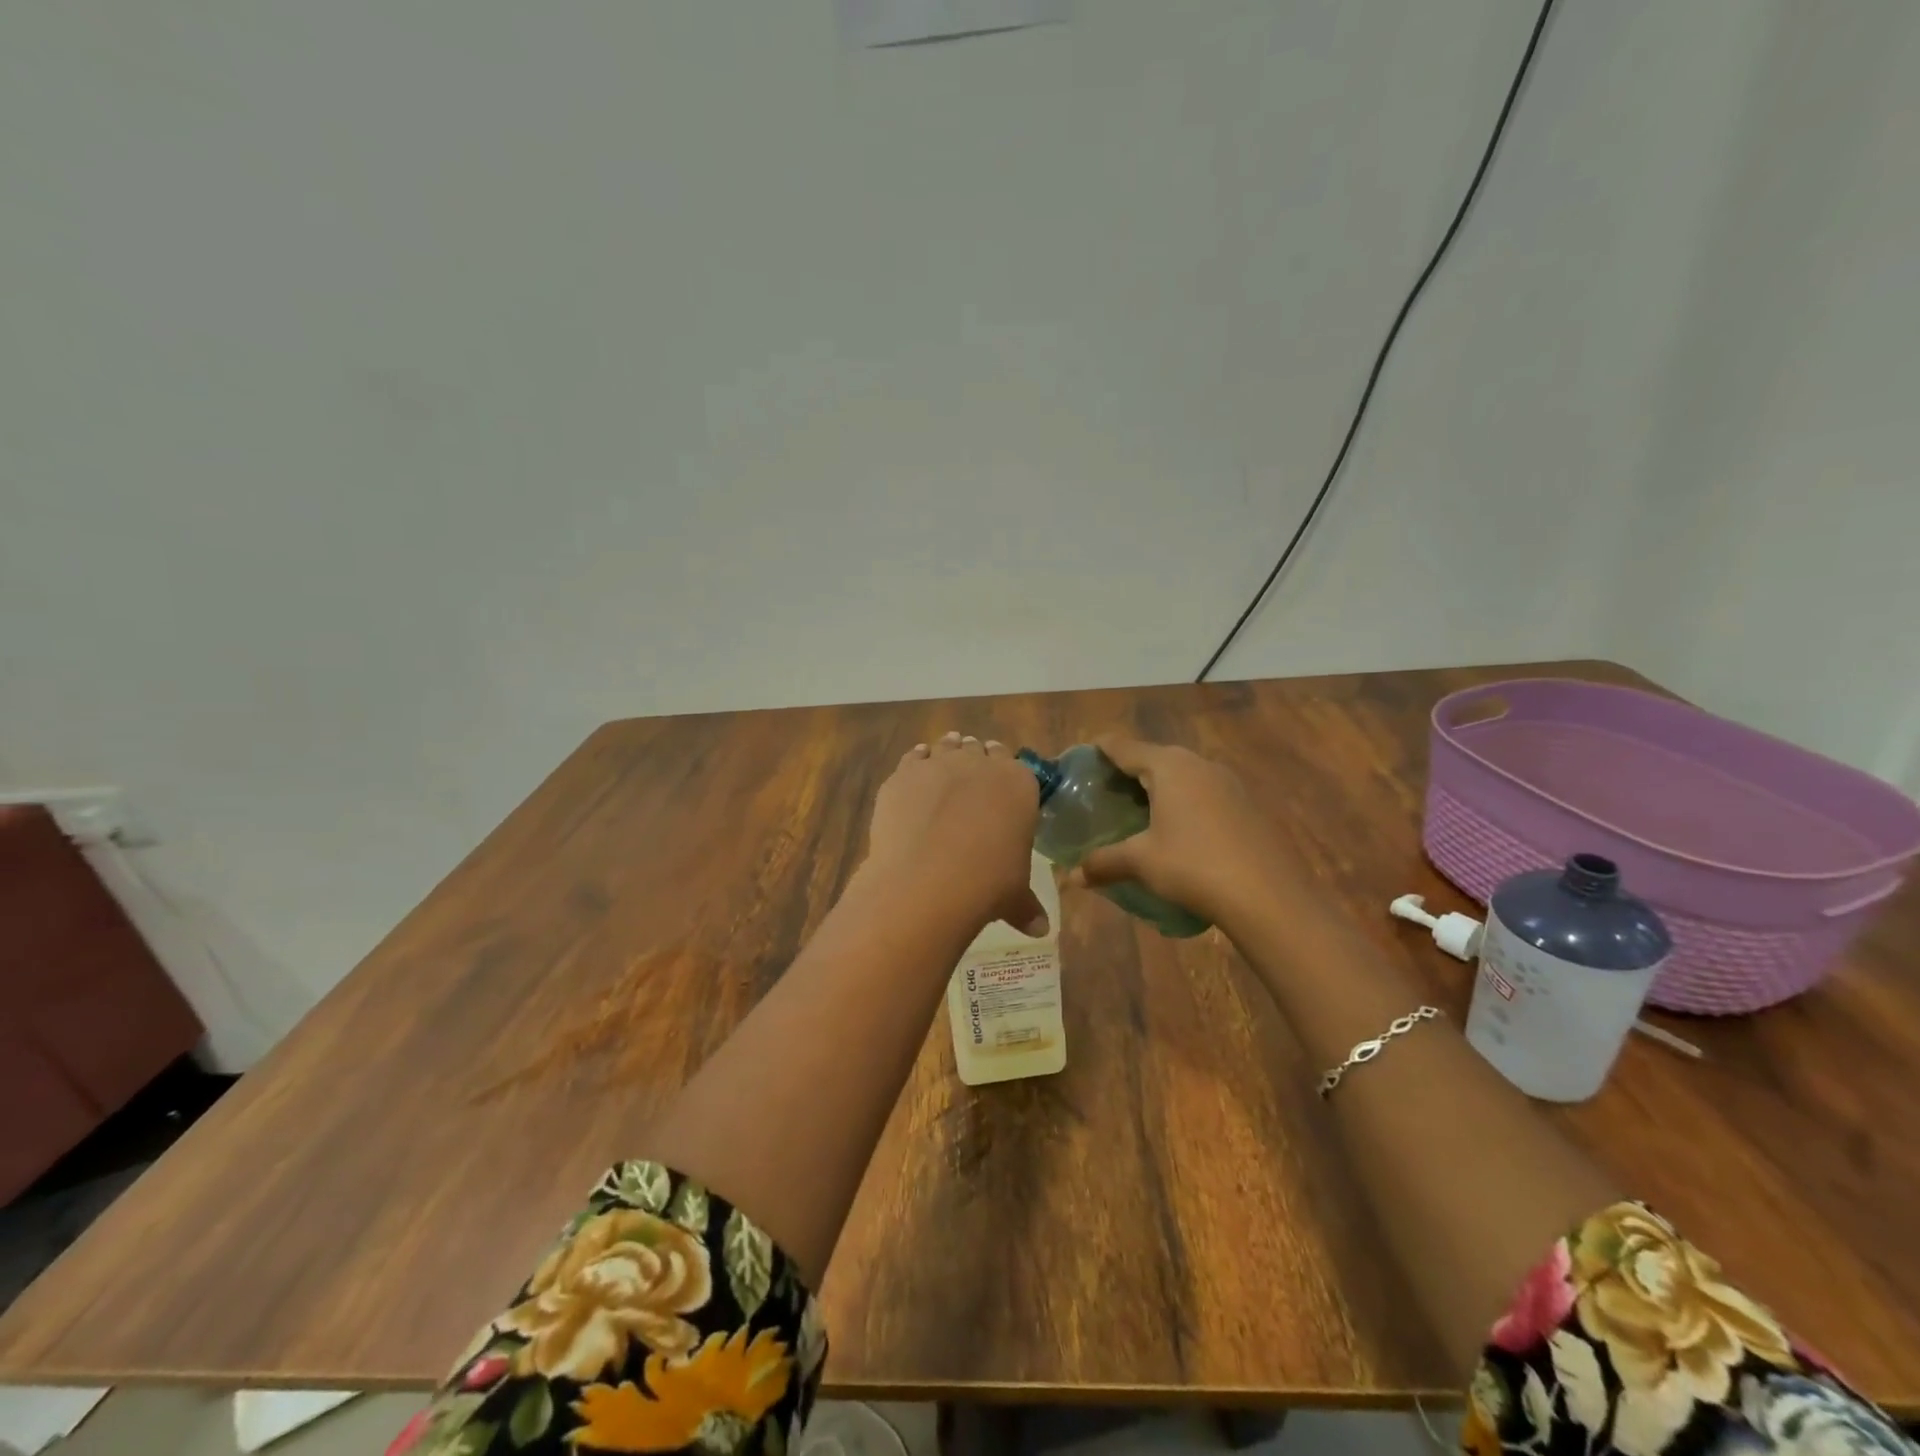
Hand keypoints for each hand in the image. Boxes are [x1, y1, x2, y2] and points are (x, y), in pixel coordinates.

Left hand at [862, 732, 1045, 936]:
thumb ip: (1026, 906)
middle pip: (980, 750)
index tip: (1000, 788)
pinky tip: (914, 778)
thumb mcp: (1014, 896)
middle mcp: (981, 763)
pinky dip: (916, 763)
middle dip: (976, 762)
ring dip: (947, 754)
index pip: (1016, 765)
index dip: (1006, 775)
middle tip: (970, 784)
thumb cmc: (987, 884)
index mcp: (1019, 784)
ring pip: (947, 746)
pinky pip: (914, 757)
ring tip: (943, 774)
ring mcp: (940, 763)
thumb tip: (1039, 930)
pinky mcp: (905, 773)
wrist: (928, 880)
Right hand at [1068, 736, 1291, 927]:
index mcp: (1168, 765)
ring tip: (1138, 814)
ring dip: (1158, 789)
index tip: (1080, 762)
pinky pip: (1204, 793)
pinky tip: (1179, 832)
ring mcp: (1228, 782)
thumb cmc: (1194, 866)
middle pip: (1153, 757)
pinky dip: (1184, 803)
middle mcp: (1198, 763)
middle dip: (1127, 773)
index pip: (1123, 746)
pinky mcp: (1247, 804)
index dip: (1098, 751)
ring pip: (1182, 775)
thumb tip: (1072, 877)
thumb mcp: (1141, 862)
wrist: (1270, 896)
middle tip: (1103, 796)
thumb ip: (1103, 862)